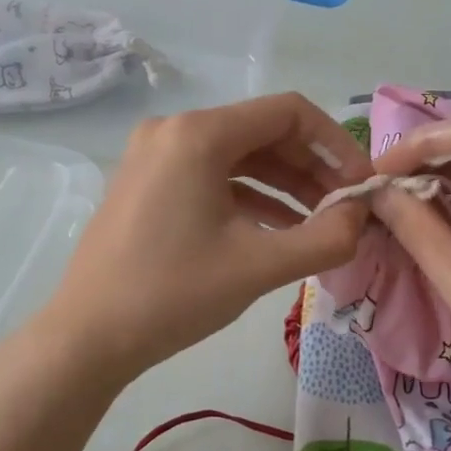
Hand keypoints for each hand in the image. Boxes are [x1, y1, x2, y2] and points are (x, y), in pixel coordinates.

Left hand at [38, 94, 372, 383]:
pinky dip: (249, 196)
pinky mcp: (147, 182)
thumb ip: (326, 237)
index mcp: (199, 134)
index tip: (361, 185)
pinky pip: (211, 176)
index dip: (335, 144)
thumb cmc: (174, 295)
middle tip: (346, 208)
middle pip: (262, 131)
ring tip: (322, 222)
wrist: (87, 337)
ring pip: (238, 156)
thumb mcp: (259, 266)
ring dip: (284, 185)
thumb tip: (363, 216)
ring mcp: (154, 155)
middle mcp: (174, 130)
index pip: (288, 112)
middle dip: (311, 168)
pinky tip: (279, 229)